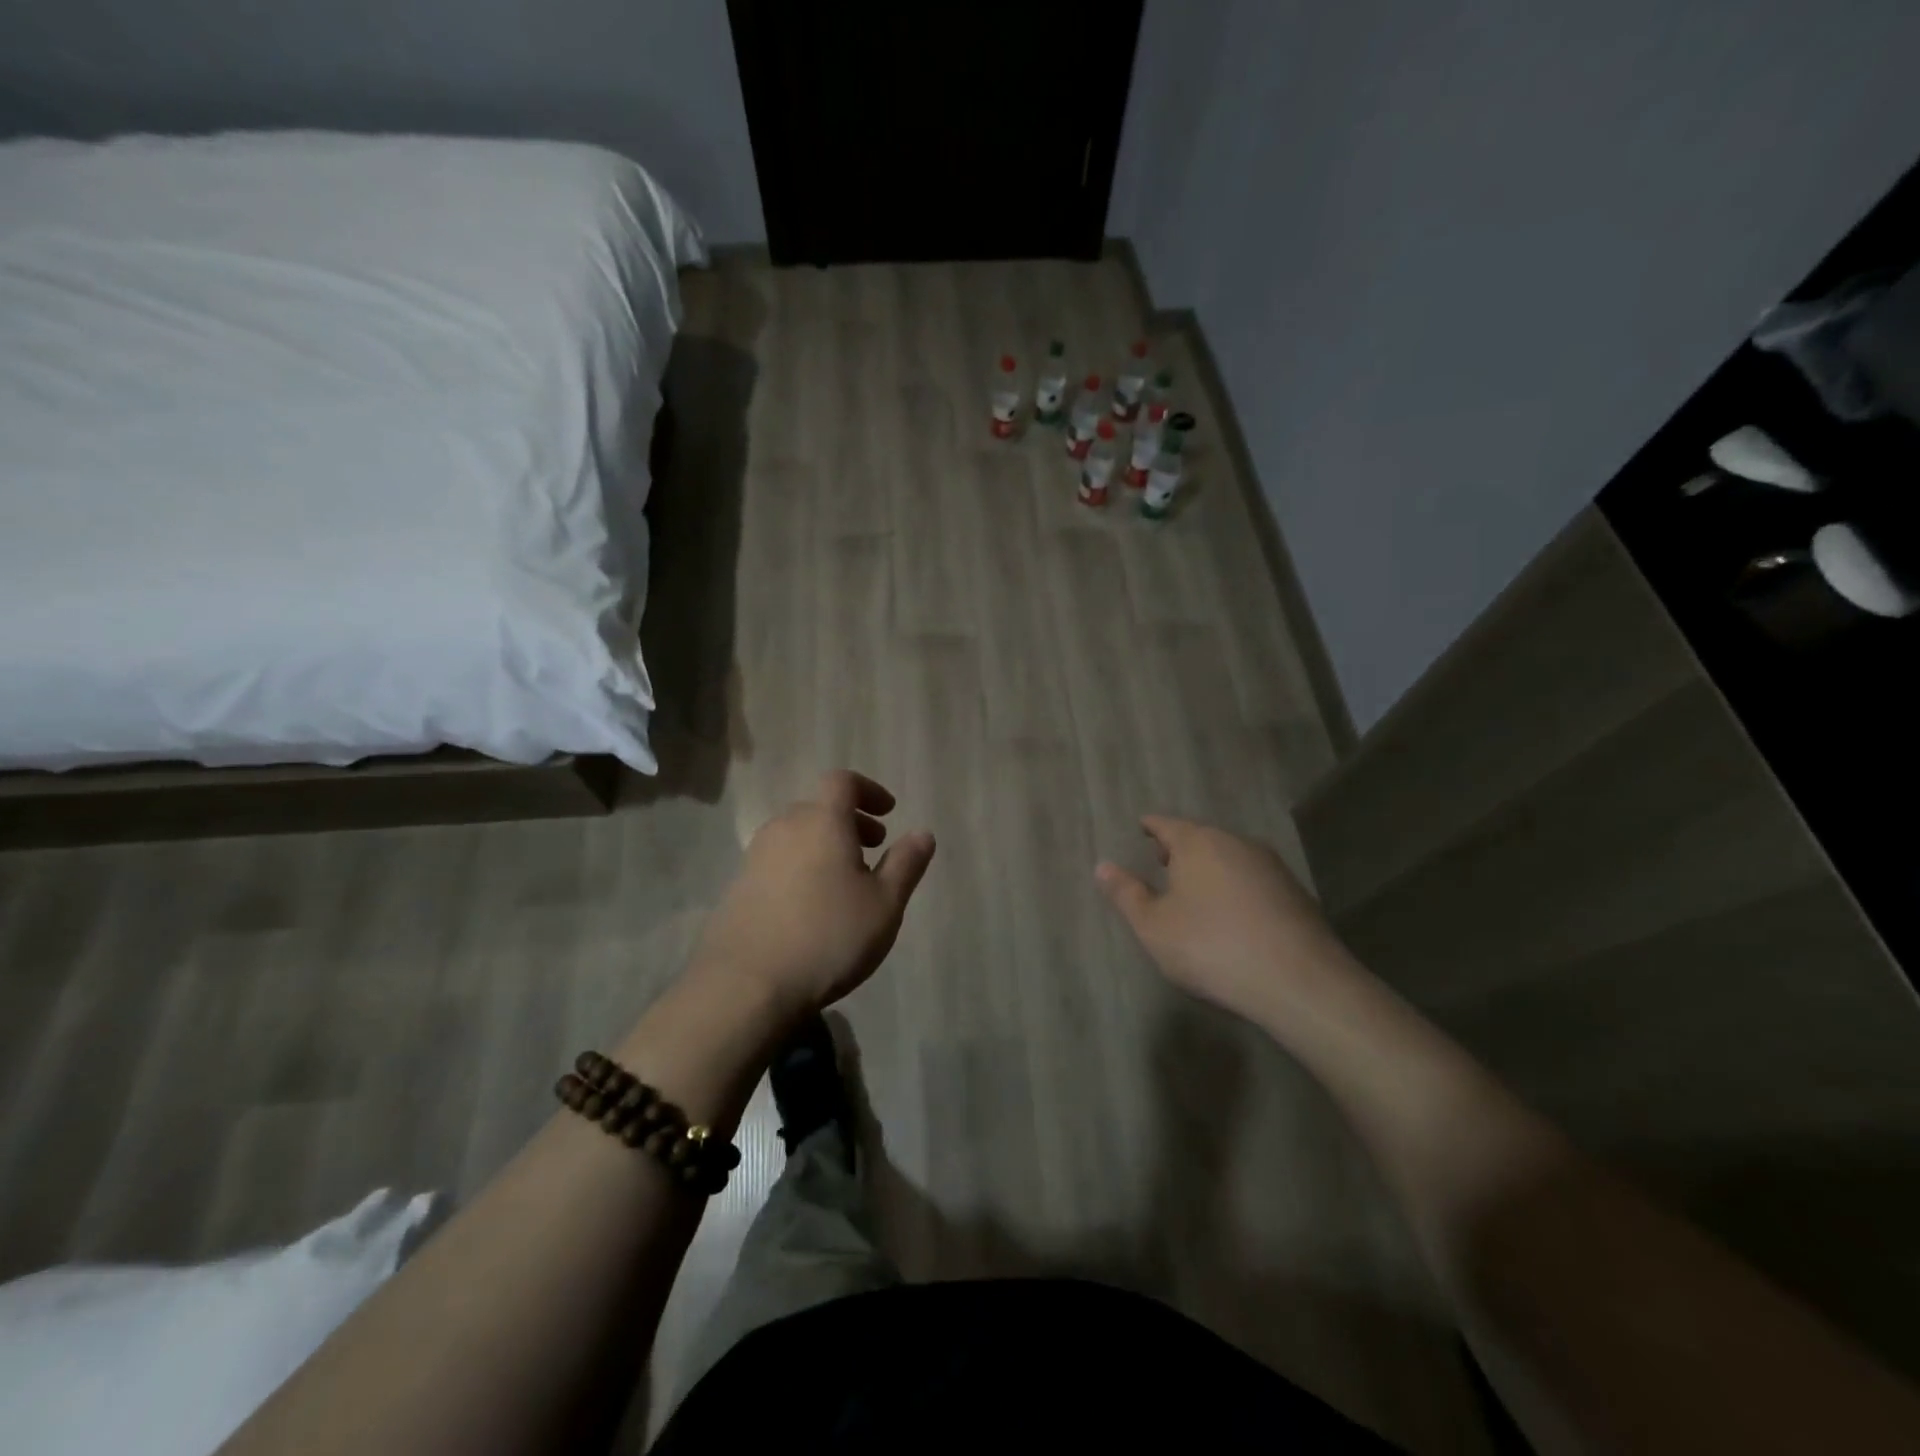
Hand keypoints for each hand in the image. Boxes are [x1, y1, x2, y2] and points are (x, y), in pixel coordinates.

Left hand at [692, 770, 935, 1020]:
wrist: (746, 985)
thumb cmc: (828, 937)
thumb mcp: (884, 904)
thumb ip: (906, 864)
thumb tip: (922, 833)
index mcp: (822, 821)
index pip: (843, 781)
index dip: (868, 790)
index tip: (888, 813)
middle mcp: (784, 828)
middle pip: (819, 808)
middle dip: (850, 821)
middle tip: (874, 848)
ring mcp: (755, 857)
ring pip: (796, 835)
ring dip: (824, 844)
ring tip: (844, 881)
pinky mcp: (737, 887)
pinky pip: (777, 862)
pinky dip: (801, 867)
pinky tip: (810, 907)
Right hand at [1095, 816, 1350, 1021]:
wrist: (1298, 980)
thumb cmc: (1211, 947)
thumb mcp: (1153, 926)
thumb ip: (1126, 894)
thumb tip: (1102, 866)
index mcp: (1198, 843)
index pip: (1166, 824)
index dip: (1151, 827)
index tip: (1142, 827)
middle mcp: (1236, 843)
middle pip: (1201, 837)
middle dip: (1180, 847)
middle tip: (1162, 860)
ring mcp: (1271, 866)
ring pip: (1229, 857)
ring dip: (1210, 867)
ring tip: (1194, 888)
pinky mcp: (1295, 893)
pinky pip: (1253, 879)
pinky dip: (1235, 886)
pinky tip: (1232, 912)